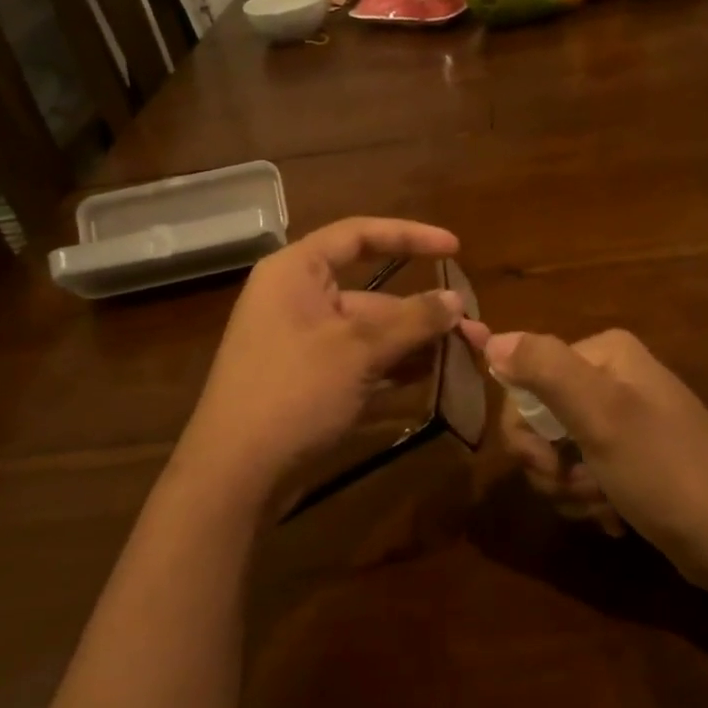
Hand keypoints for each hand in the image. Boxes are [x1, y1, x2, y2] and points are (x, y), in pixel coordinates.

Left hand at [175, 217, 463, 514]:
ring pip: (367, 329)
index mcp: (296, 272)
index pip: (358, 235)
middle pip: (370, 291)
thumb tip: (457, 300)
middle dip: (421, 310)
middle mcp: (296, 297)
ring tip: (462, 354)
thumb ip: (412, 320)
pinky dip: (390, 364)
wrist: (235, 472)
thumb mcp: (359, 350)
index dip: (409, 236)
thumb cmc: (293, 392)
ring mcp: (300, 340)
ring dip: (412, 341)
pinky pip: (356, 358)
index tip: (455, 248)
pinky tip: (429, 375)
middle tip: (472, 329)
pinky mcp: (306, 377)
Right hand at [478, 327, 707, 587]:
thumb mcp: (601, 415)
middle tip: (580, 487)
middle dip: (551, 465)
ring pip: (556, 455)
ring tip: (605, 504)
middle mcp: (610, 379)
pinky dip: (590, 501)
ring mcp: (621, 422)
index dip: (525, 428)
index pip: (525, 381)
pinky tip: (615, 517)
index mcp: (604, 355)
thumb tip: (492, 338)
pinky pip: (581, 475)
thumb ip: (545, 369)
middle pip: (538, 420)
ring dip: (572, 489)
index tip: (547, 462)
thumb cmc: (665, 470)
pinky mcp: (628, 461)